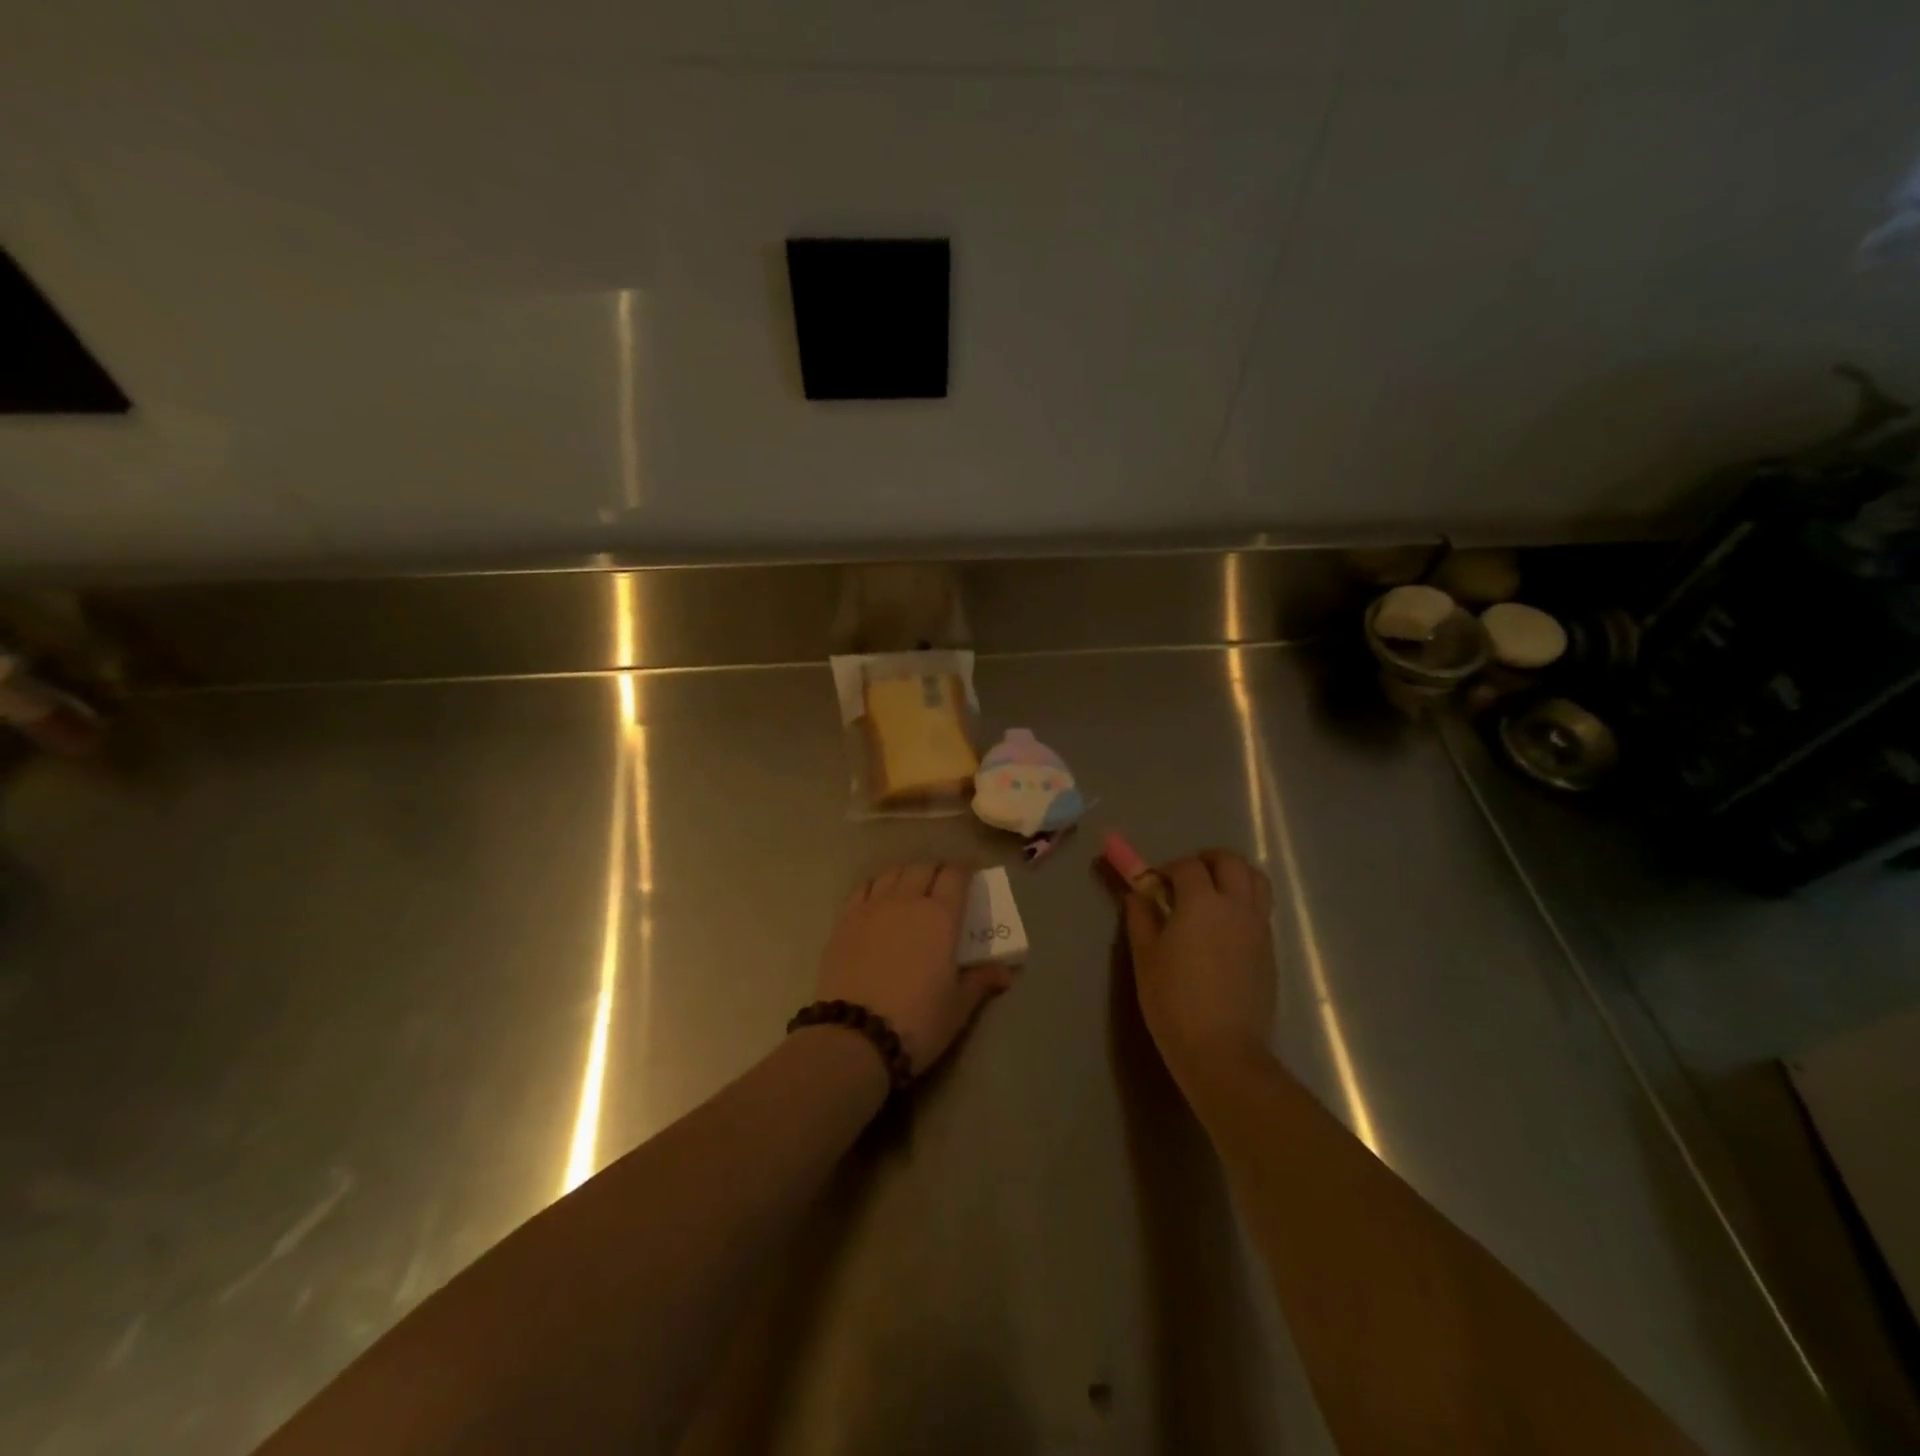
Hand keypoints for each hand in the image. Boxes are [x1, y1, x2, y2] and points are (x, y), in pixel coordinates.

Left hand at [817, 863, 1014, 1075]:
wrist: (855, 1036)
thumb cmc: (917, 1021)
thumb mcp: (958, 1006)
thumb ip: (981, 980)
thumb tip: (1006, 972)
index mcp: (940, 916)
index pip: (955, 875)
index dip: (965, 871)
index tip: (971, 877)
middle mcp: (906, 900)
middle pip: (924, 868)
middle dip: (937, 871)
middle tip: (944, 886)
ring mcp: (872, 907)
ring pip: (893, 873)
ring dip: (907, 874)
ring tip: (912, 889)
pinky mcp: (844, 920)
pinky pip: (864, 888)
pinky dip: (877, 886)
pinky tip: (879, 900)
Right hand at [1123, 849, 1275, 1092]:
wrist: (1223, 1051)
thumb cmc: (1173, 1001)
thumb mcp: (1145, 957)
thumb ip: (1141, 918)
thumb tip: (1137, 895)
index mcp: (1202, 903)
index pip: (1188, 866)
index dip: (1168, 868)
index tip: (1153, 884)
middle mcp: (1237, 907)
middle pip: (1231, 862)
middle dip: (1207, 860)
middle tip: (1185, 876)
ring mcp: (1259, 928)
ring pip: (1256, 881)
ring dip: (1233, 875)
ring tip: (1210, 893)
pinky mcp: (1270, 951)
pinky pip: (1260, 909)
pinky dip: (1243, 902)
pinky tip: (1222, 928)